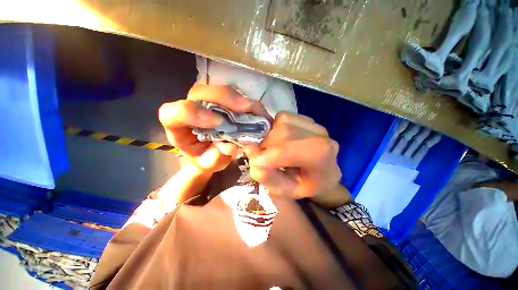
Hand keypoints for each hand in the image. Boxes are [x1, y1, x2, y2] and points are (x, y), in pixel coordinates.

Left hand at [159, 85, 270, 173]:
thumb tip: (231, 146)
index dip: (194, 113)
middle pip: (201, 93)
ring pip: (220, 90)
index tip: (218, 123)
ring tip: (255, 110)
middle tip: (245, 108)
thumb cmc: (206, 158)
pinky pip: (234, 95)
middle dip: (224, 99)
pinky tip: (256, 111)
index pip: (175, 113)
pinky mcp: (223, 102)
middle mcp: (191, 108)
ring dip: (238, 99)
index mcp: (178, 126)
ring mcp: (208, 102)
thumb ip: (215, 157)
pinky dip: (246, 103)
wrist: (212, 153)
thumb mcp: (208, 164)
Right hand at [244, 112, 351, 207]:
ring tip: (274, 148)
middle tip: (263, 156)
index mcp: (320, 157)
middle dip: (266, 144)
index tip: (254, 162)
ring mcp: (314, 124)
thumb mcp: (286, 192)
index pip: (286, 150)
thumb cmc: (307, 186)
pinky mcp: (307, 119)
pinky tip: (281, 139)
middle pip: (282, 131)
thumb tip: (251, 152)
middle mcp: (320, 135)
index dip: (265, 155)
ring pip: (281, 120)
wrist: (325, 175)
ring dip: (270, 135)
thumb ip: (268, 176)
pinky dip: (275, 127)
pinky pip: (283, 116)